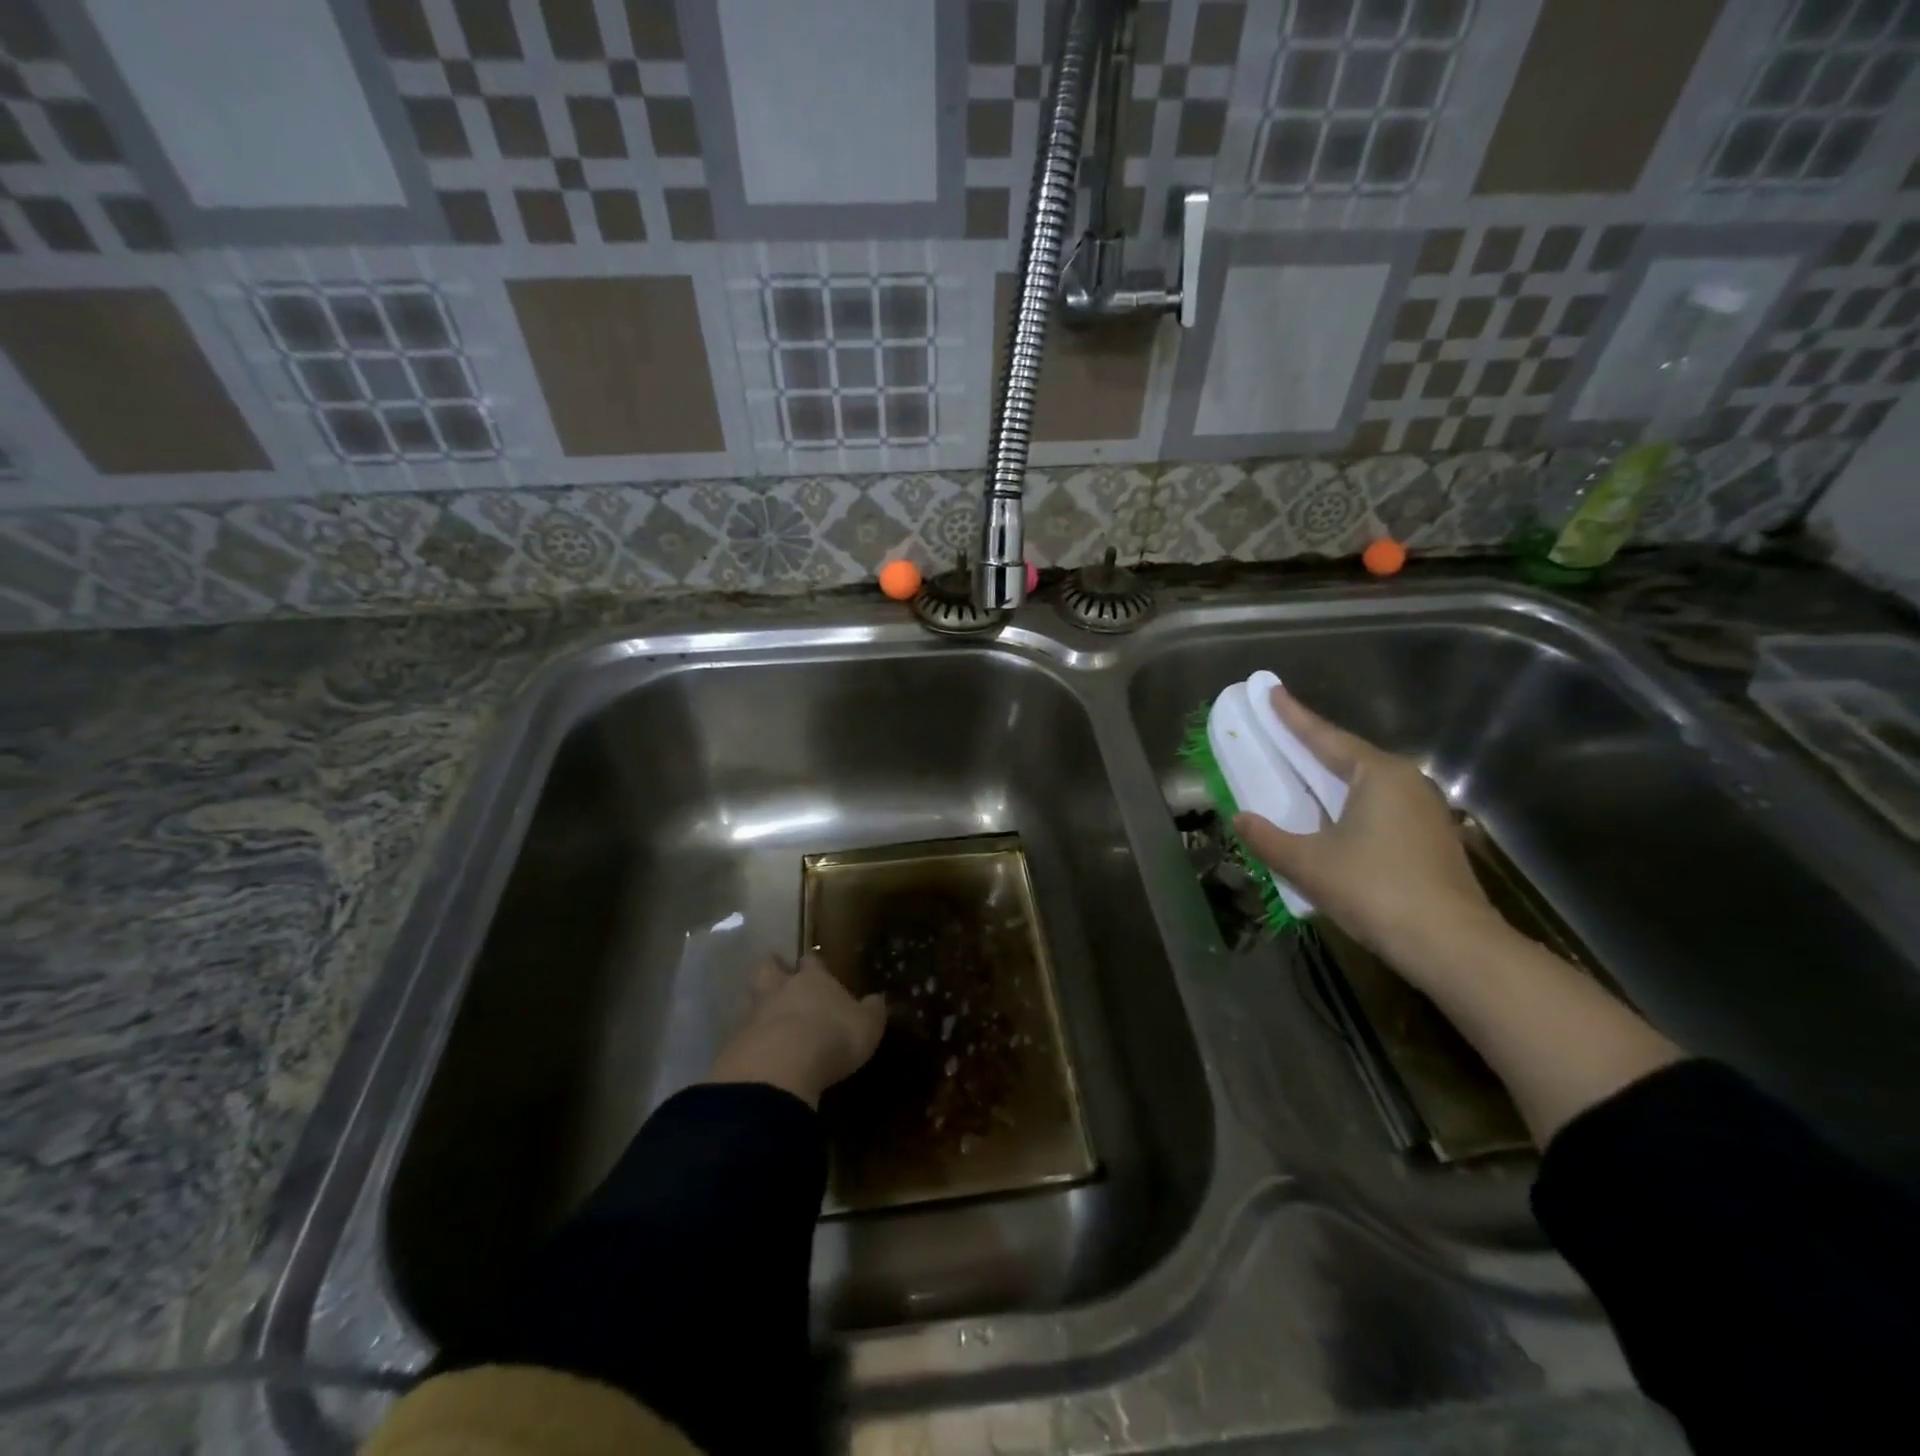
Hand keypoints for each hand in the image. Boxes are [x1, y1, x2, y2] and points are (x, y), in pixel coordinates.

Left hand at [707, 954, 886, 1107]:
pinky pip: (741, 1032)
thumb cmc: (833, 1036)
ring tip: (764, 1013)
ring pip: (752, 997)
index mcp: (814, 979)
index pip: (811, 961)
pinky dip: (748, 1037)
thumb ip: (872, 1011)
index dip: (812, 963)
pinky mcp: (735, 1042)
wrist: (782, 1064)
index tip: (812, 964)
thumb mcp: (867, 1026)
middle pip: (770, 968)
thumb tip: (879, 998)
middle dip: (773, 969)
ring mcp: (755, 1013)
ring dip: (757, 1002)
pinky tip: (754, 1048)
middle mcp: (781, 988)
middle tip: (776, 973)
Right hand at [1233, 684, 1498, 980]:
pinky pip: (1379, 806)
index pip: (1325, 737)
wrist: (1452, 945)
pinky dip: (1349, 803)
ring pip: (1365, 783)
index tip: (1271, 691)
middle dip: (1312, 745)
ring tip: (1301, 772)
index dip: (1293, 716)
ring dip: (1331, 778)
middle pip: (1348, 756)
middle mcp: (1405, 782)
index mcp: (1377, 775)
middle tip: (1280, 732)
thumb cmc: (1376, 890)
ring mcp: (1424, 810)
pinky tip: (1334, 818)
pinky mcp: (1431, 838)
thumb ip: (1268, 838)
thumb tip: (1240, 819)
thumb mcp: (1309, 864)